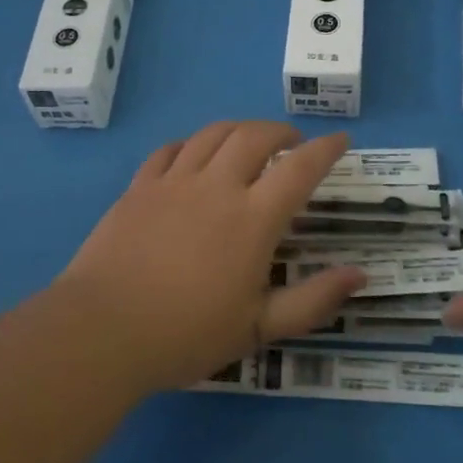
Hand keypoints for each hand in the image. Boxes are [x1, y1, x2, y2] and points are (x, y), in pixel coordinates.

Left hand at [52, 121, 367, 392]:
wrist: (103, 329)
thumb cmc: (187, 334)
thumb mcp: (258, 328)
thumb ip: (312, 300)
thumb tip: (359, 274)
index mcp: (252, 219)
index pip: (299, 169)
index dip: (324, 150)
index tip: (340, 140)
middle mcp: (216, 187)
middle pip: (254, 136)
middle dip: (280, 131)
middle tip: (292, 142)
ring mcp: (173, 182)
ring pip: (211, 134)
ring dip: (238, 129)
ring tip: (248, 140)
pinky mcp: (139, 187)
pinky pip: (168, 150)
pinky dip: (190, 144)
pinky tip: (192, 154)